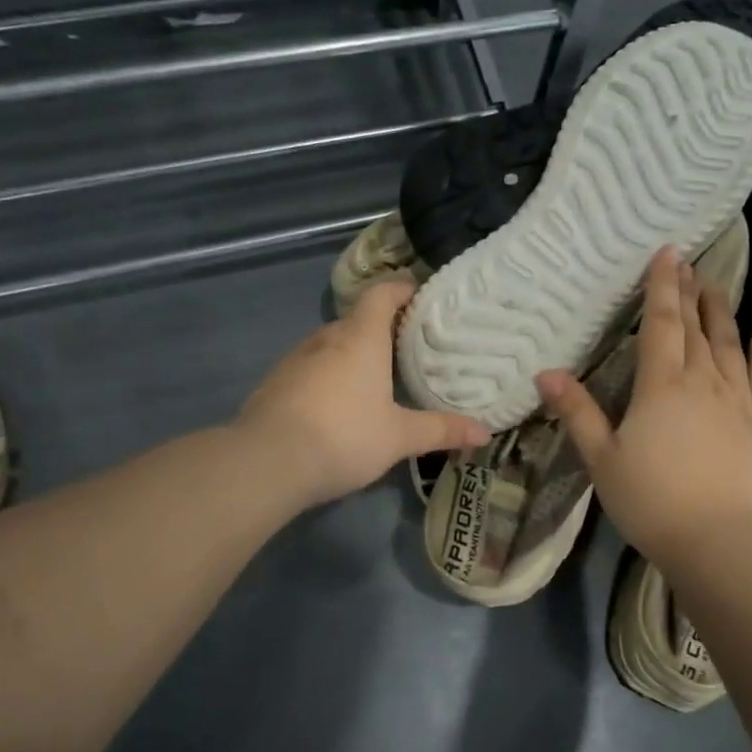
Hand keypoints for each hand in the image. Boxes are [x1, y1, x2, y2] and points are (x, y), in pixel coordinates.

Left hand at [240, 276, 490, 507]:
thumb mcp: (399, 437)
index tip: (420, 296)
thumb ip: (441, 431)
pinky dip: (328, 375)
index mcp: (360, 338)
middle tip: (407, 348)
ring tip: (376, 378)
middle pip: (357, 320)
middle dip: (382, 329)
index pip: (381, 294)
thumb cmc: (344, 437)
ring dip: (352, 354)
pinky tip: (337, 405)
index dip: (401, 289)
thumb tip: (485, 433)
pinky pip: (310, 368)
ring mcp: (295, 359)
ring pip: (331, 345)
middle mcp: (326, 339)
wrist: (266, 462)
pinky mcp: (275, 383)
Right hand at [536, 248, 751, 566]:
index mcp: (661, 385)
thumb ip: (577, 412)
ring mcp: (737, 400)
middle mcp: (703, 381)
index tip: (668, 252)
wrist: (720, 541)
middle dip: (690, 292)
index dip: (662, 286)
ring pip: (729, 344)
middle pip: (697, 327)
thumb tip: (546, 372)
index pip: (662, 323)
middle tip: (689, 263)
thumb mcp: (602, 459)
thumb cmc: (652, 501)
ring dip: (722, 313)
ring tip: (718, 287)